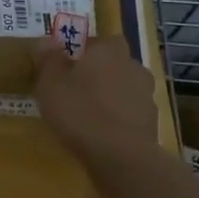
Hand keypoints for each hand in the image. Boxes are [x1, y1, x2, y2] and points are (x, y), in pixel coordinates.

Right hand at [32, 36, 172, 197]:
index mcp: (110, 51)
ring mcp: (146, 96)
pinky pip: (129, 114)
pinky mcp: (151, 124)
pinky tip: (100, 133)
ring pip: (124, 89)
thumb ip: (49, 59)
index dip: (88, 49)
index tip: (71, 63)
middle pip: (115, 64)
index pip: (103, 40)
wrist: (120, 157)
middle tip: (76, 88)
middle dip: (99, 73)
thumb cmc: (80, 111)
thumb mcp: (50, 83)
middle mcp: (133, 67)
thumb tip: (47, 41)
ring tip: (87, 114)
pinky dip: (118, 119)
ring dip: (110, 97)